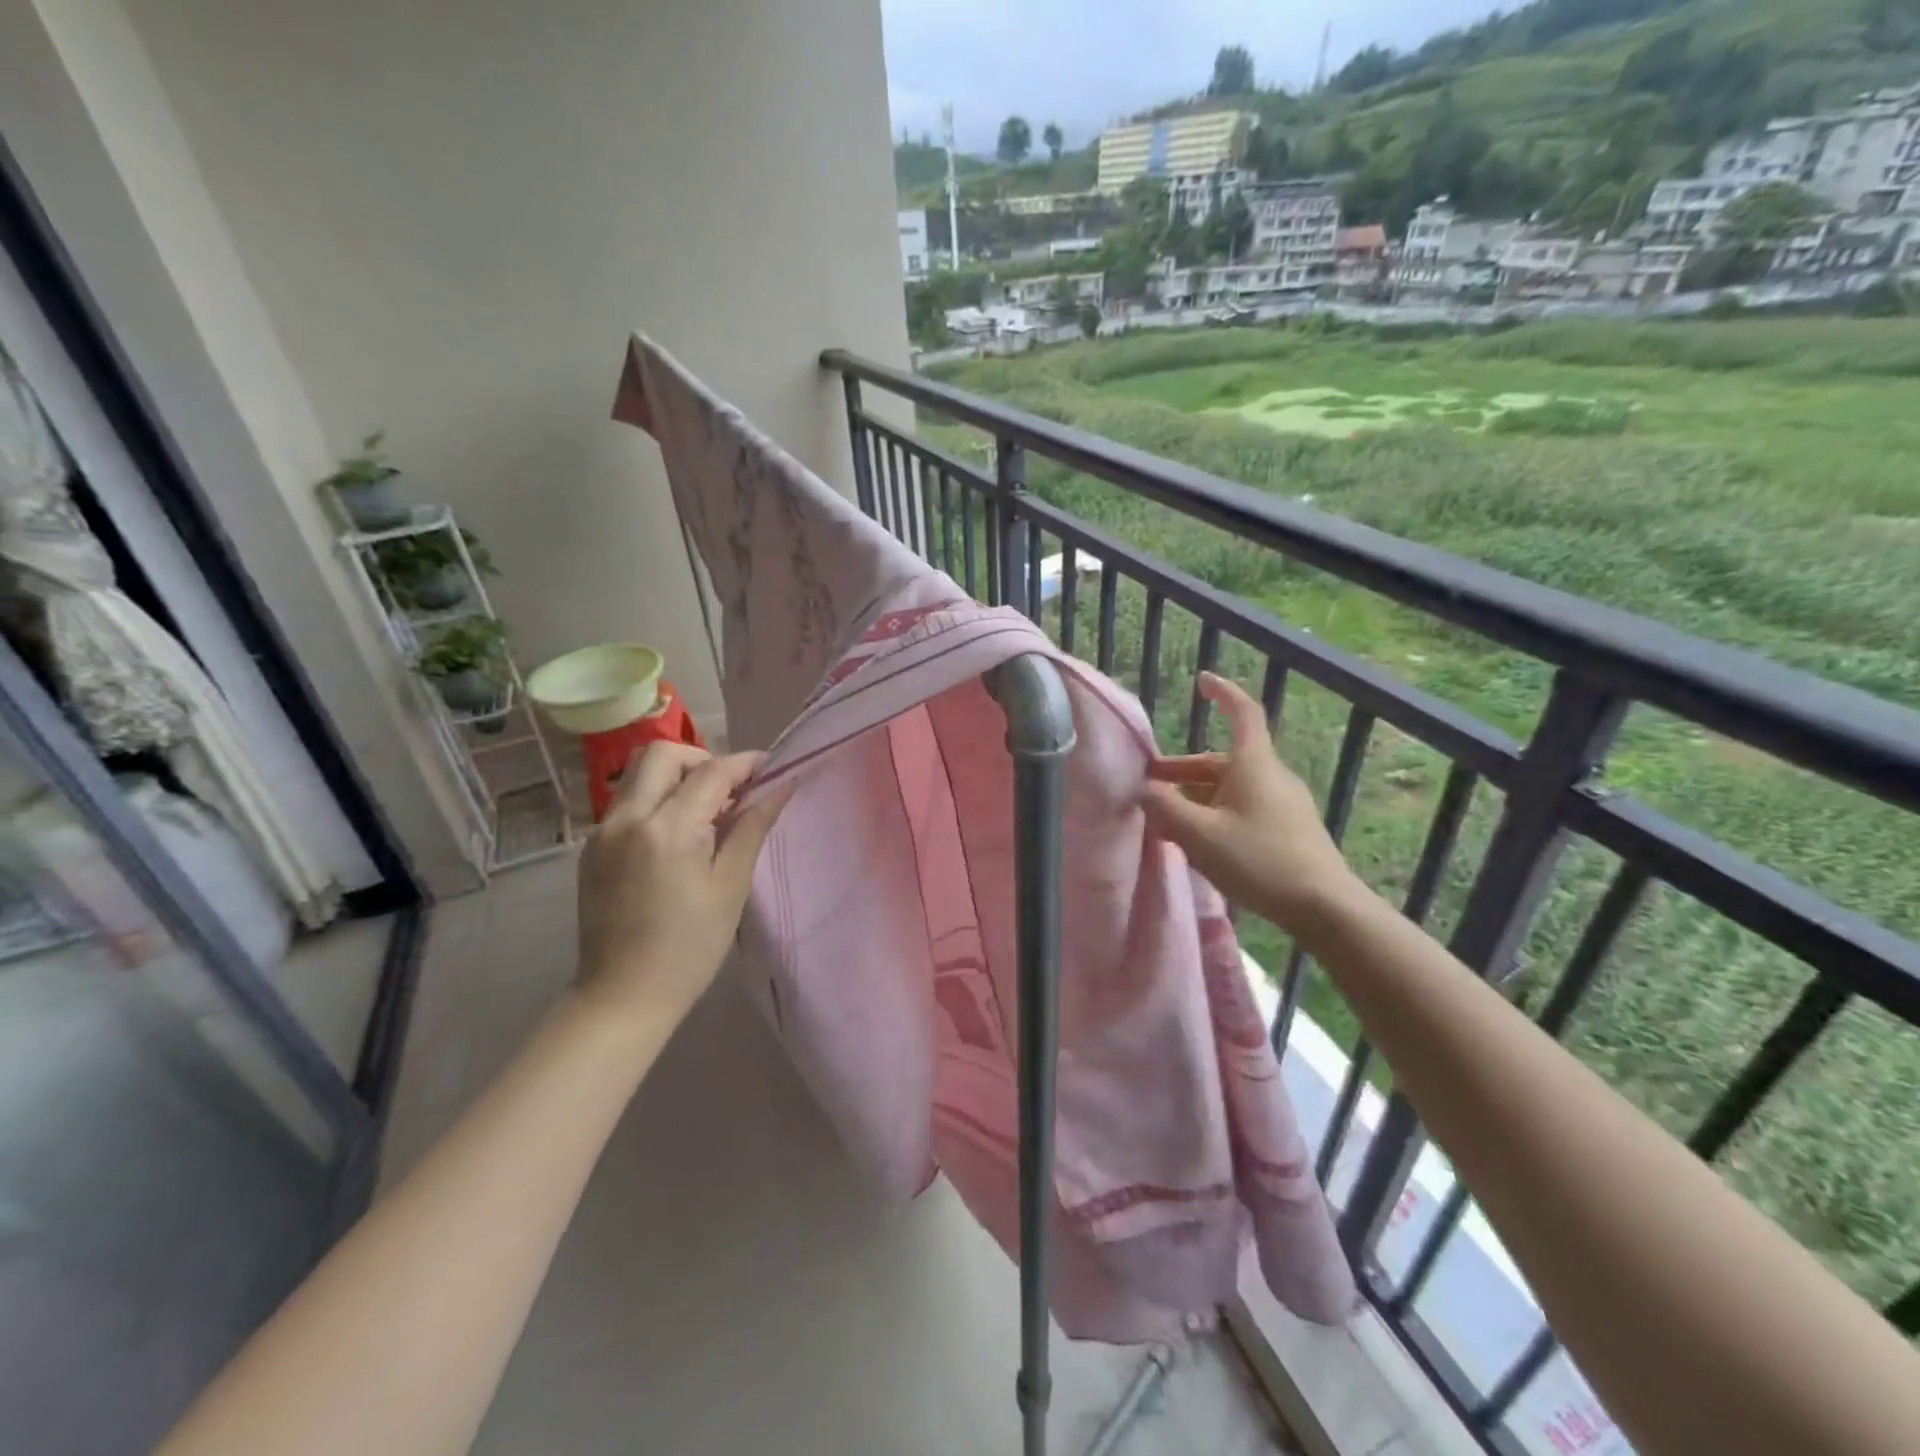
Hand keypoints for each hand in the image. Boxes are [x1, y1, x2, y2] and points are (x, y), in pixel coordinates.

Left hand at [575, 744, 790, 1025]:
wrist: (622, 996)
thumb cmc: (690, 947)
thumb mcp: (731, 886)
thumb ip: (752, 827)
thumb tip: (781, 785)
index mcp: (667, 830)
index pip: (711, 772)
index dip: (745, 764)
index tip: (770, 769)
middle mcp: (627, 818)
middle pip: (663, 753)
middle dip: (703, 760)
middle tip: (730, 791)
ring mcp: (602, 831)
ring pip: (640, 773)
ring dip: (678, 777)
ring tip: (707, 813)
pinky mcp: (592, 847)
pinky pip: (628, 801)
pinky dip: (657, 800)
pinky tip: (678, 836)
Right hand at [1142, 672, 1364, 940]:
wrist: (1324, 908)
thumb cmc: (1259, 861)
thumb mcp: (1200, 835)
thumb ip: (1165, 808)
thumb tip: (1142, 788)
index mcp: (1253, 765)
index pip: (1243, 713)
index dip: (1223, 693)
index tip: (1202, 680)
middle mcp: (1270, 776)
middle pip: (1221, 761)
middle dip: (1182, 771)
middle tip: (1149, 788)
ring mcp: (1282, 804)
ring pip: (1229, 789)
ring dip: (1194, 798)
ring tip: (1166, 822)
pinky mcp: (1288, 829)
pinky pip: (1242, 809)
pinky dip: (1214, 814)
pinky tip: (1197, 842)